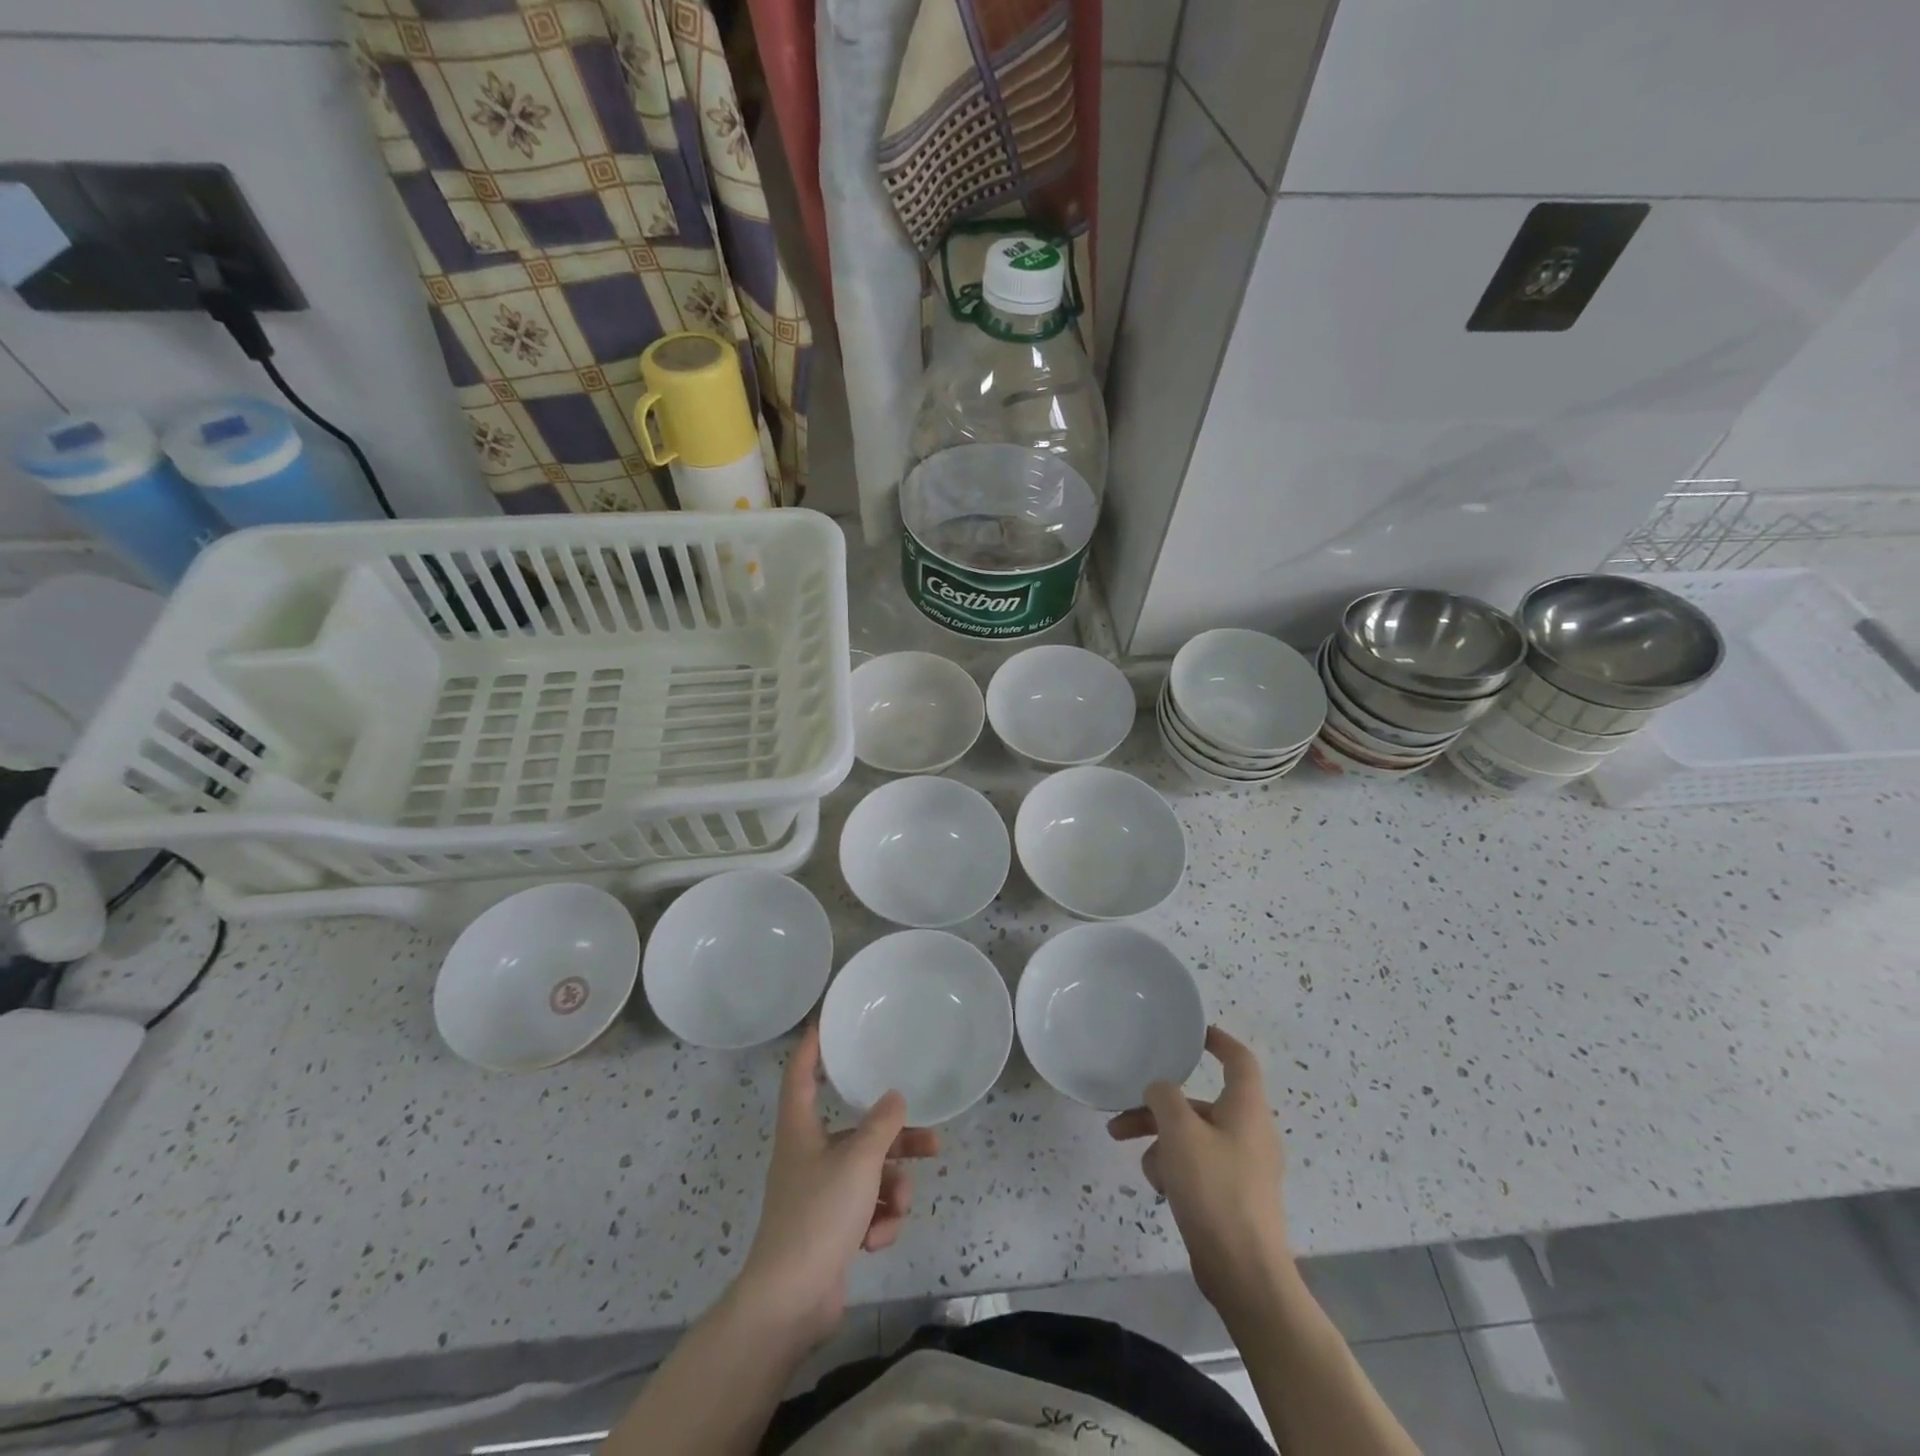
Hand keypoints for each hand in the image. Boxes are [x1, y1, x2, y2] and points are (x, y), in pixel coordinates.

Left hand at [736, 1023, 938, 1345]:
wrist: (791, 1302)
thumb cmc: (818, 1216)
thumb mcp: (858, 1162)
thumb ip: (882, 1125)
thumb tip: (895, 1098)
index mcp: (801, 1130)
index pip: (800, 1075)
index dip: (810, 1046)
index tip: (824, 1021)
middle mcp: (809, 1155)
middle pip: (858, 1133)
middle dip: (896, 1142)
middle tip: (932, 1141)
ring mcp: (820, 1194)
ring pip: (870, 1174)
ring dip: (891, 1190)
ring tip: (898, 1207)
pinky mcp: (832, 1228)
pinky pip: (866, 1209)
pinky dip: (878, 1221)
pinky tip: (877, 1240)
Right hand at [1107, 1025, 1290, 1312]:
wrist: (1245, 1274)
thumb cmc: (1215, 1190)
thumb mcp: (1179, 1132)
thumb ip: (1164, 1097)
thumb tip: (1160, 1089)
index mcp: (1247, 1109)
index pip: (1239, 1059)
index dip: (1217, 1040)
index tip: (1192, 1033)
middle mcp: (1249, 1132)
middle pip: (1200, 1103)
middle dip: (1159, 1106)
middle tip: (1124, 1111)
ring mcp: (1243, 1167)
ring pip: (1193, 1136)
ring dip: (1160, 1140)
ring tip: (1132, 1154)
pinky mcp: (1232, 1196)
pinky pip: (1198, 1166)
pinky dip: (1175, 1168)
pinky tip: (1159, 1187)